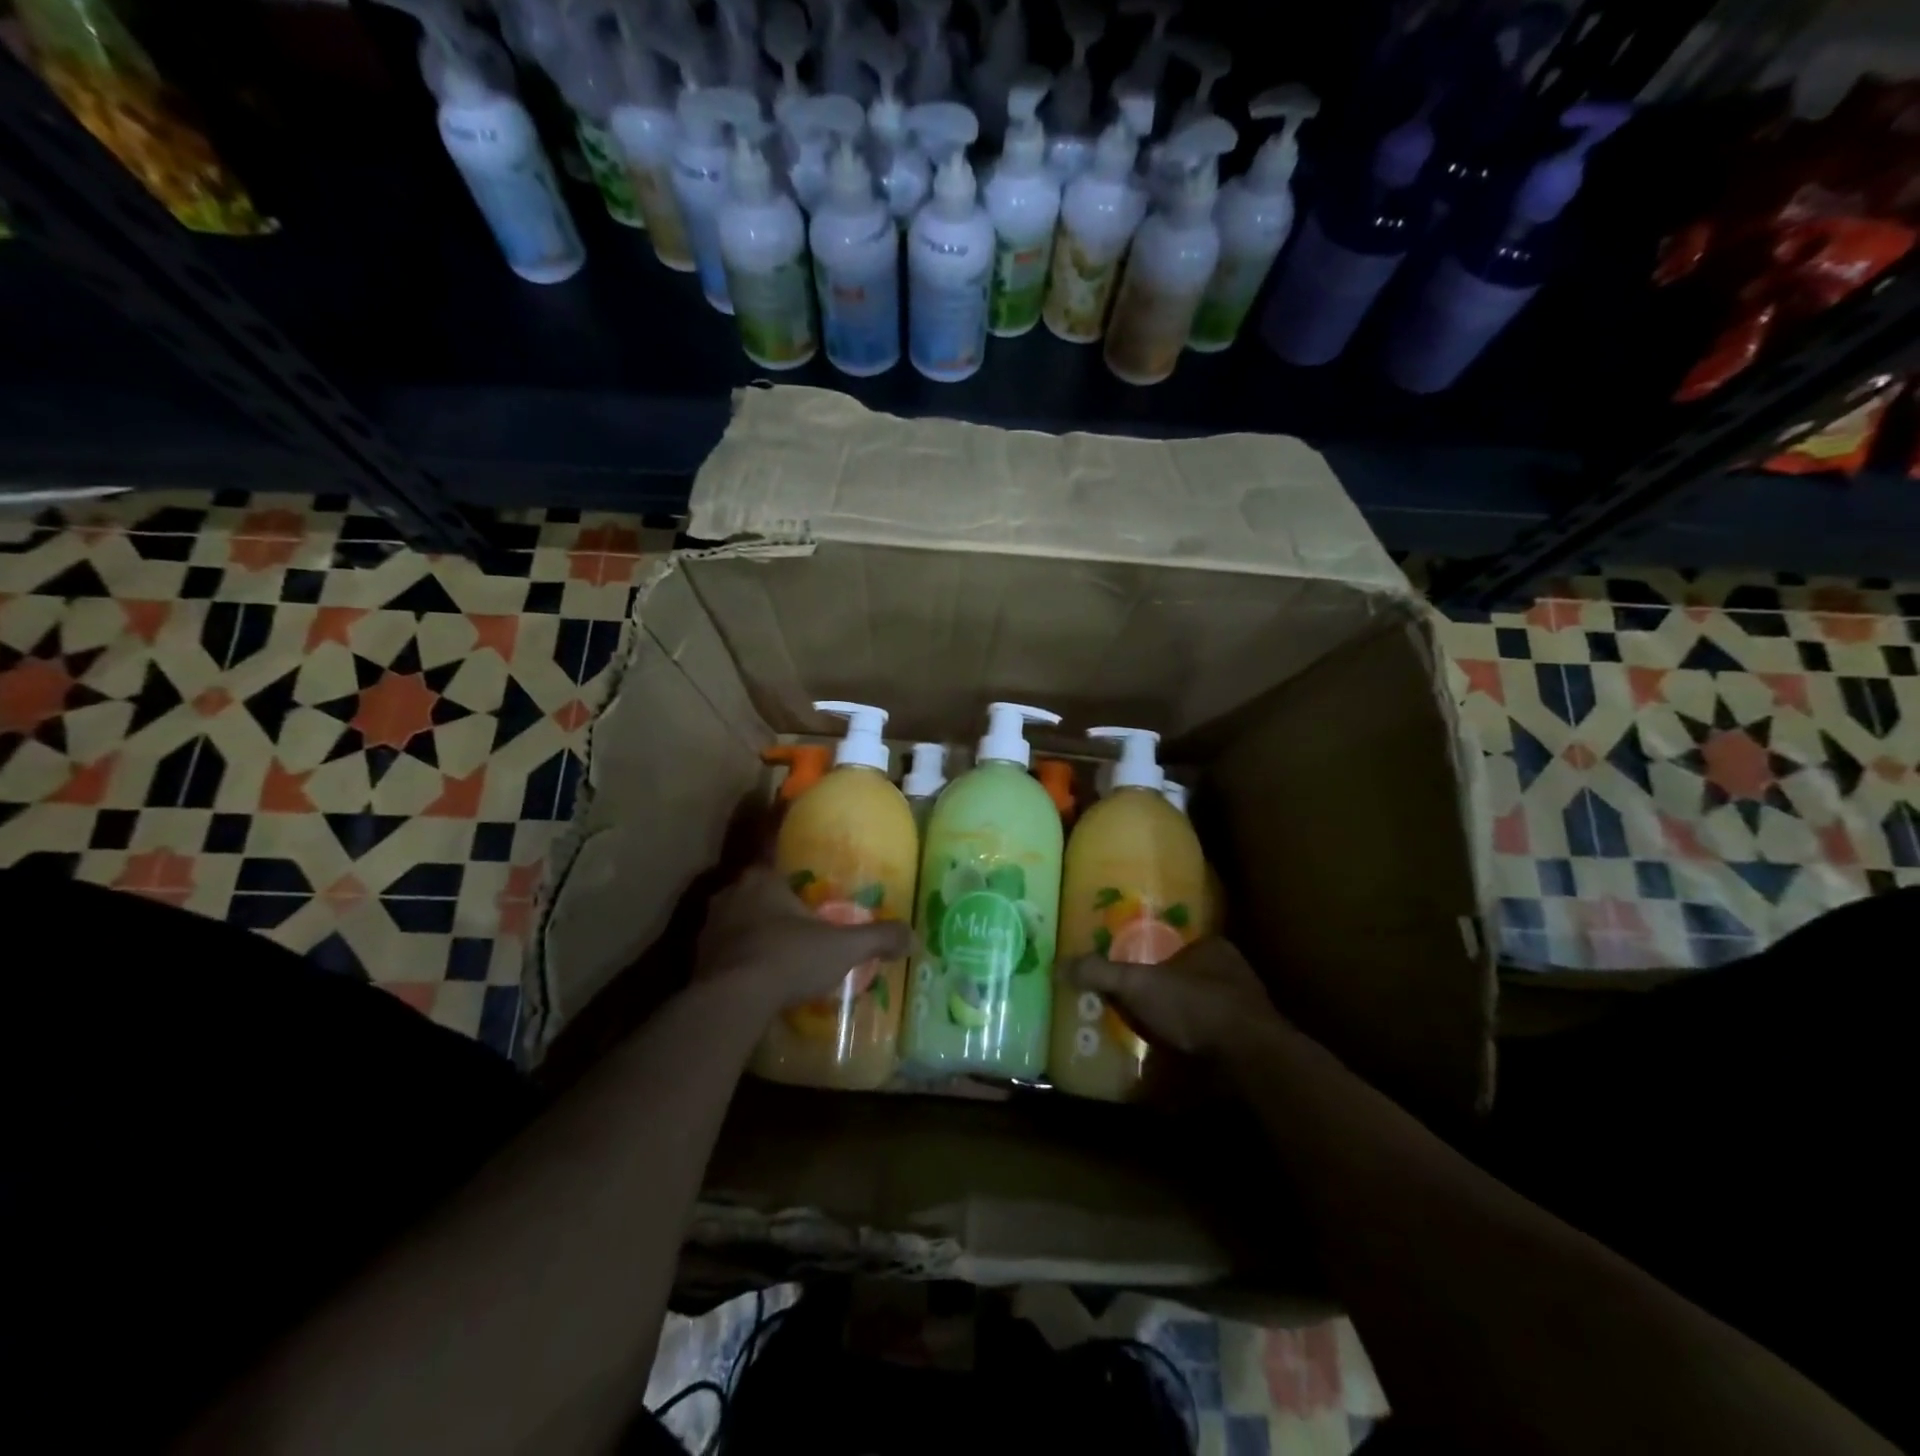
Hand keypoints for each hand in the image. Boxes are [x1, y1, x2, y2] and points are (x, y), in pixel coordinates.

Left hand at [696, 867, 914, 1012]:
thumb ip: (878, 938)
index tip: (804, 890)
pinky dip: (738, 960)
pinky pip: (723, 951)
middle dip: (774, 907)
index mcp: (762, 879)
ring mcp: (709, 927)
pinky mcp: (696, 959)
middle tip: (797, 925)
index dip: (791, 876)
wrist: (731, 1001)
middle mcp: (730, 894)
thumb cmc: (789, 958)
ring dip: (753, 933)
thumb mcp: (843, 948)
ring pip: (737, 922)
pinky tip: (755, 978)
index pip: (775, 861)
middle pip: (756, 893)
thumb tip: (913, 937)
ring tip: (778, 954)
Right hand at [1066, 937, 1287, 1060]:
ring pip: (1204, 1012)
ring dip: (1181, 1024)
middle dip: (1166, 993)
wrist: (1250, 1059)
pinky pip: (1214, 1043)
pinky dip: (1196, 1052)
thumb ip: (1102, 973)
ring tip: (1149, 1038)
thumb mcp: (1138, 984)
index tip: (1132, 971)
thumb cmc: (1196, 1006)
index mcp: (1214, 949)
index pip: (1180, 944)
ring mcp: (1245, 1012)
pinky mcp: (1250, 1047)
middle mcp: (1234, 975)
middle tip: (1135, 1006)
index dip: (1155, 956)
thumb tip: (1060, 964)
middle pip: (1190, 979)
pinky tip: (1175, 1065)